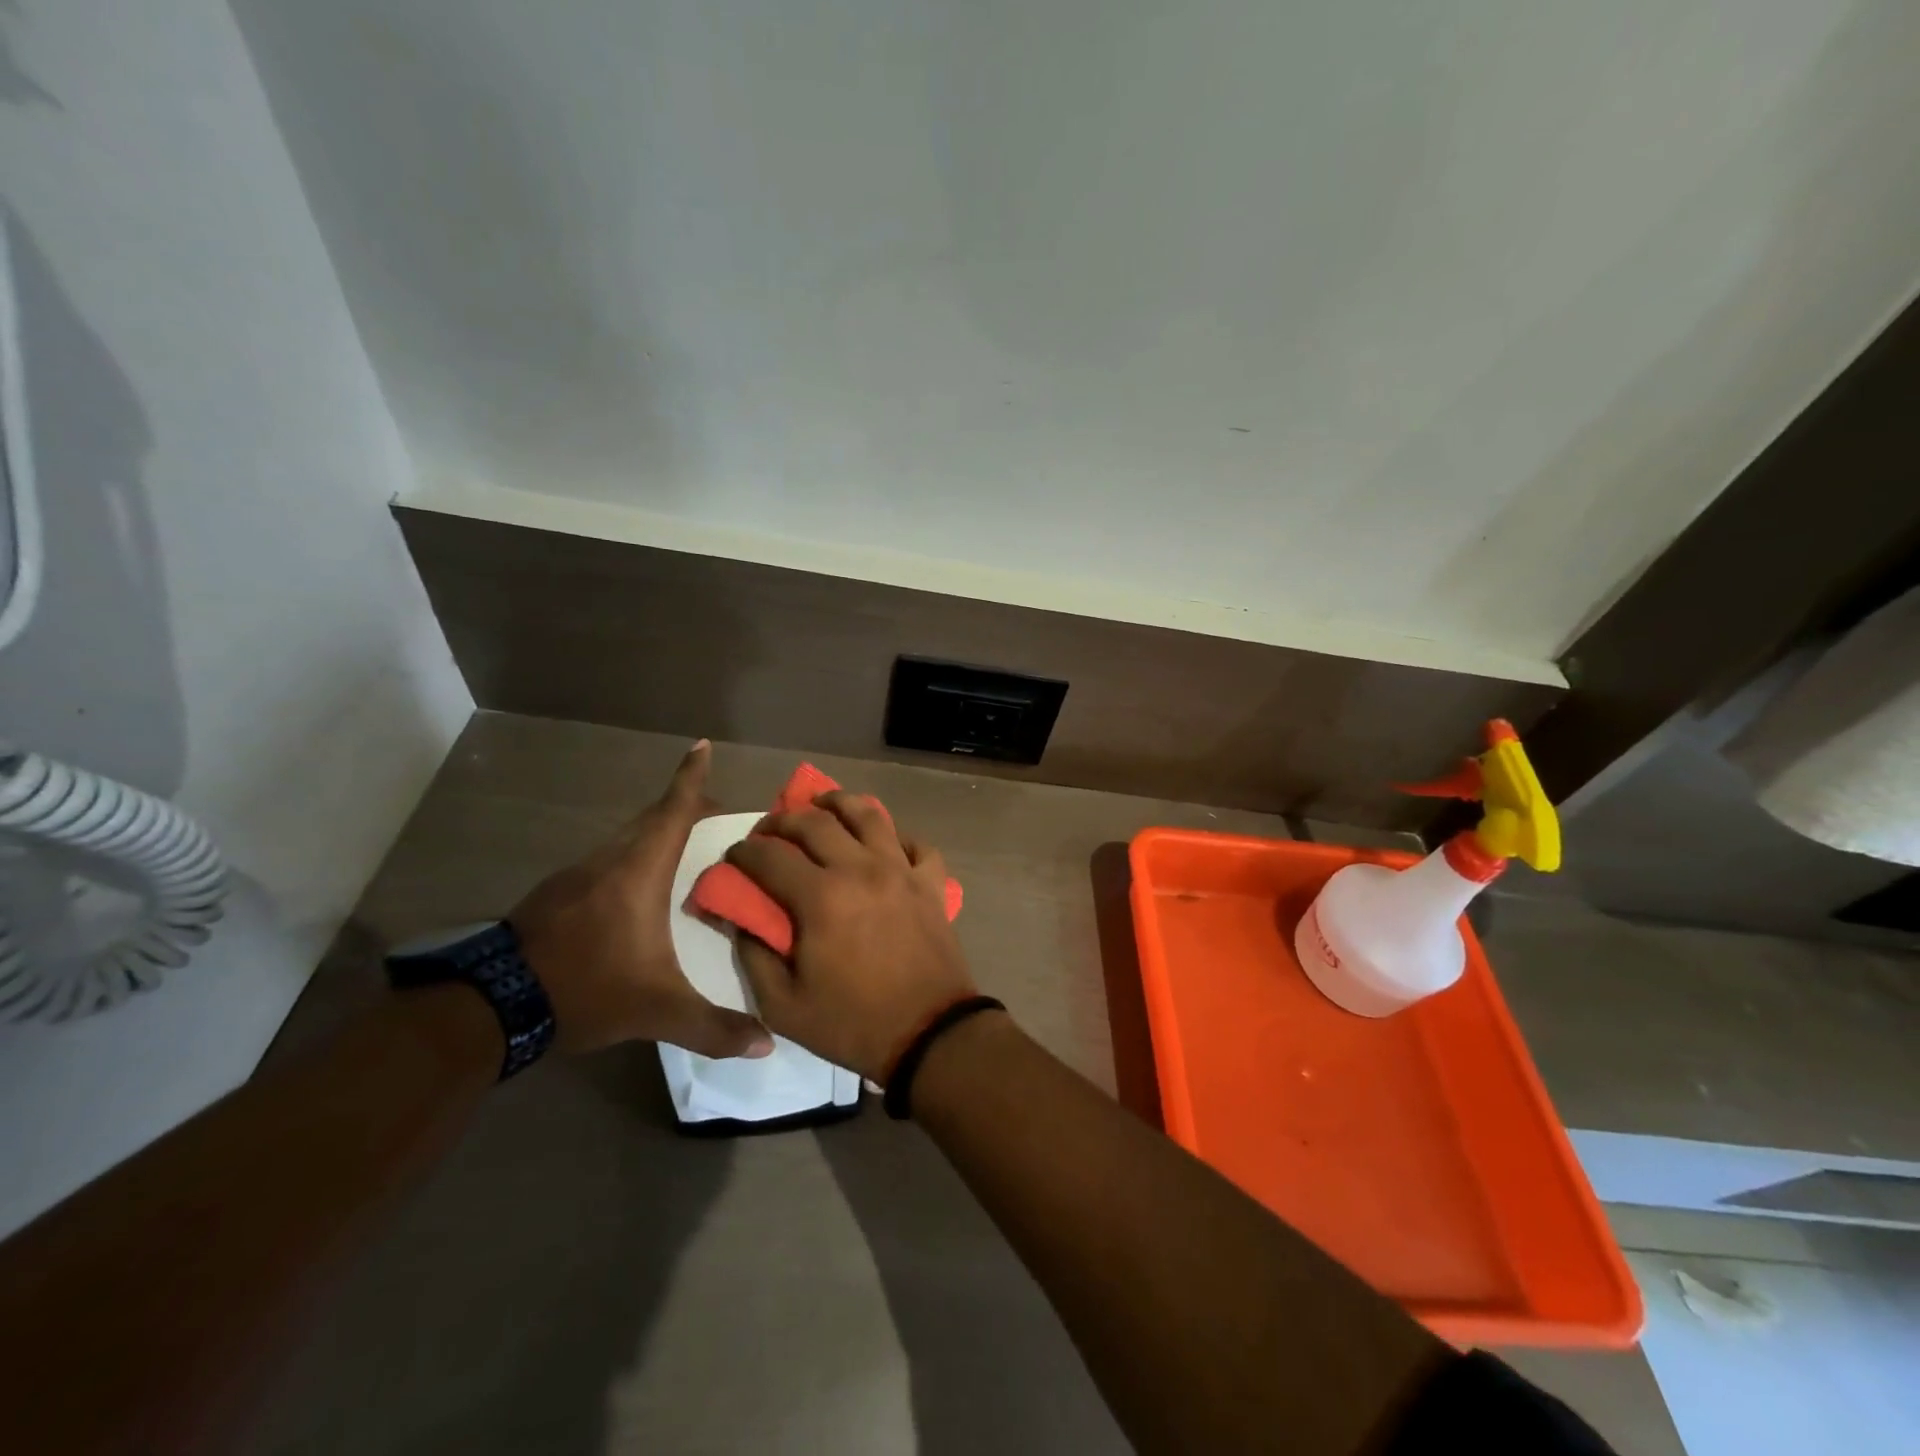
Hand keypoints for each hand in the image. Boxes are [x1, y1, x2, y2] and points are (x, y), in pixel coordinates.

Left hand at [509, 741, 773, 1058]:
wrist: (491, 1005)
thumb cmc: (585, 988)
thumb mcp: (656, 1011)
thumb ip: (713, 1027)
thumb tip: (767, 1043)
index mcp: (639, 871)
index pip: (672, 811)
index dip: (690, 777)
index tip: (701, 745)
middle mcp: (610, 860)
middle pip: (653, 819)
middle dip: (687, 809)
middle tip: (722, 819)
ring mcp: (578, 874)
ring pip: (628, 839)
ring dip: (660, 836)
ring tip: (690, 854)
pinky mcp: (557, 893)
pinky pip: (609, 860)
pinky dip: (635, 859)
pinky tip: (641, 893)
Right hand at [724, 791, 975, 1080]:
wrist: (930, 1035)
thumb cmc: (853, 1023)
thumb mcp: (784, 1006)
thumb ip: (754, 956)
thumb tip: (741, 919)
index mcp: (821, 897)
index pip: (769, 856)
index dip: (743, 851)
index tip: (734, 856)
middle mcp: (861, 869)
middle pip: (815, 822)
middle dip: (783, 820)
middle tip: (770, 830)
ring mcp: (902, 870)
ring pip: (869, 814)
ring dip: (839, 803)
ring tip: (823, 806)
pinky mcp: (931, 883)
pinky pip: (916, 842)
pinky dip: (898, 835)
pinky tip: (884, 842)